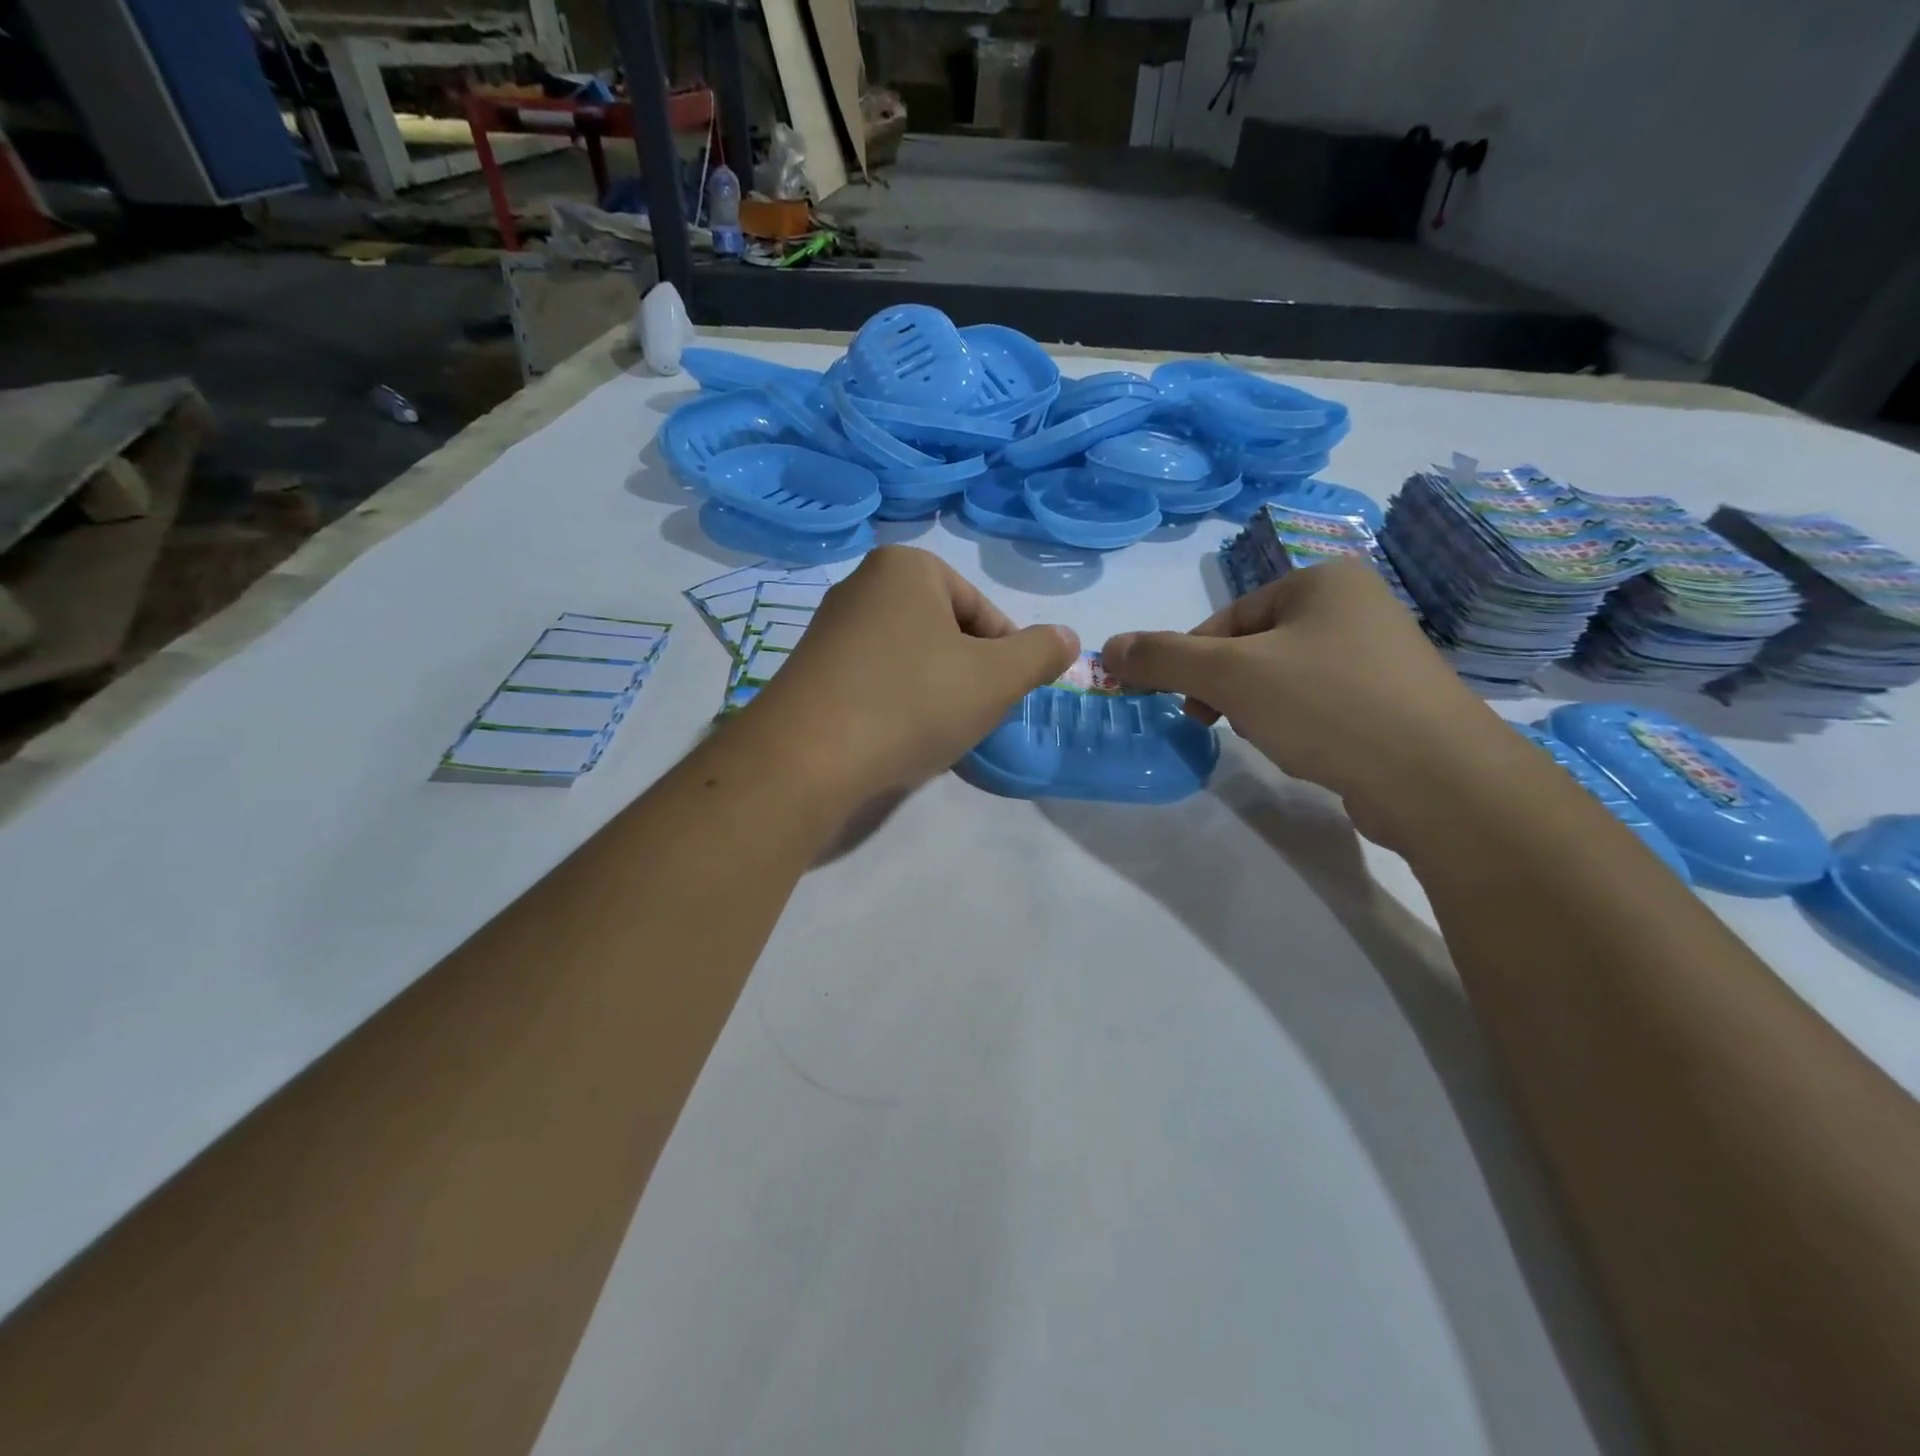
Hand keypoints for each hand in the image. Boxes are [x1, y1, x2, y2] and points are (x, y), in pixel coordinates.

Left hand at [740, 546, 1078, 803]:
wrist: (806, 757)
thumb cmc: (912, 701)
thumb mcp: (996, 678)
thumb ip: (1039, 653)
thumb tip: (1065, 637)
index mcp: (907, 567)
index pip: (983, 612)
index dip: (1004, 659)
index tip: (1001, 699)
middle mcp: (863, 584)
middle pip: (945, 634)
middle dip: (966, 676)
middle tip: (967, 717)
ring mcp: (829, 627)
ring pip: (910, 659)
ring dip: (932, 693)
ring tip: (929, 732)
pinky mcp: (809, 669)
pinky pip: (873, 680)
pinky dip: (893, 705)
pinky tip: (892, 738)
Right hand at [1101, 557, 1508, 847]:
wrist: (1438, 779)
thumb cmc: (1327, 705)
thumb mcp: (1230, 675)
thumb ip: (1163, 658)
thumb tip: (1107, 648)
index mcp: (1322, 581)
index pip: (1227, 618)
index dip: (1193, 661)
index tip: (1186, 703)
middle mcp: (1357, 606)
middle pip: (1255, 647)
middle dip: (1230, 688)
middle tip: (1223, 722)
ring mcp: (1382, 656)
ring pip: (1286, 677)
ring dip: (1261, 708)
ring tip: (1274, 739)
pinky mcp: (1395, 703)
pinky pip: (1323, 704)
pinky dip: (1301, 725)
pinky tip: (1308, 751)